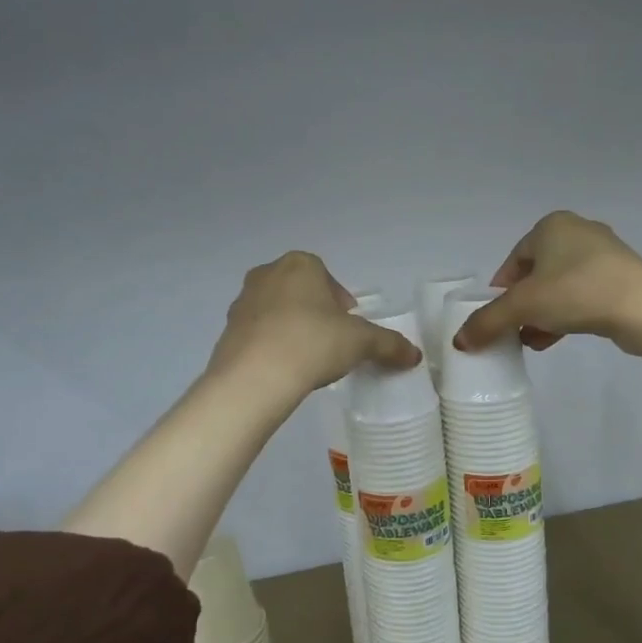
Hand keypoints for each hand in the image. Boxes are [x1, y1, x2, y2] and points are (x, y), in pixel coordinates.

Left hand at [208, 251, 420, 393]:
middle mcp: (267, 274)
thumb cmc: (313, 343)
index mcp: (300, 265)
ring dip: (292, 327)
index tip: (349, 325)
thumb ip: (389, 344)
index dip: (341, 301)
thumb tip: (415, 355)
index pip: (326, 275)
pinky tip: (284, 369)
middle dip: (316, 311)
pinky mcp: (227, 331)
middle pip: (299, 290)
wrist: (254, 377)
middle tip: (331, 340)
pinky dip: (271, 345)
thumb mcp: (361, 342)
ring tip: (307, 358)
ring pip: (276, 310)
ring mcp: (242, 302)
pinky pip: (257, 333)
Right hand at [453, 210, 641, 352]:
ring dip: (543, 313)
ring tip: (534, 339)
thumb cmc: (574, 292)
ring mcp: (605, 254)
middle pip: (537, 274)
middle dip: (523, 305)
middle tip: (515, 330)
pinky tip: (558, 338)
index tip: (497, 317)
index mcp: (551, 225)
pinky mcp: (623, 277)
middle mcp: (578, 231)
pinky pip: (584, 294)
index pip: (514, 260)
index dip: (501, 291)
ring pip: (560, 286)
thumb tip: (459, 342)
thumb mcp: (521, 307)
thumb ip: (487, 322)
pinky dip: (567, 313)